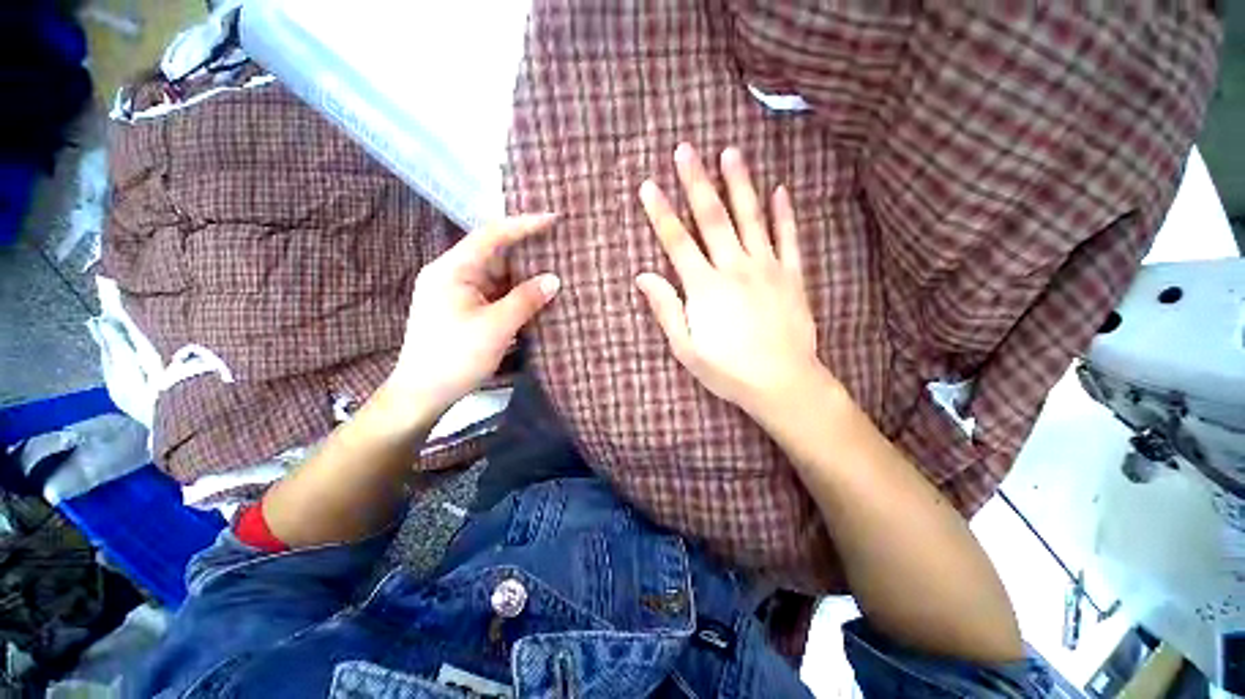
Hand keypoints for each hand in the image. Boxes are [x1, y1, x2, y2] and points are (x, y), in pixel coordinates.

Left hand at [387, 215, 560, 417]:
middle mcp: (452, 275)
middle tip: (558, 247)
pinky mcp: (463, 310)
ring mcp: (457, 293)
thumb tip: (554, 279)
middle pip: (494, 254)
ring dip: (523, 276)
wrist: (423, 394)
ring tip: (554, 270)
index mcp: (452, 270)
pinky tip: (536, 296)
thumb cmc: (456, 357)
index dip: (522, 225)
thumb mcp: (496, 327)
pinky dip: (515, 294)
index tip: (552, 220)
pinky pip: (494, 293)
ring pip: (496, 276)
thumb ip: (526, 299)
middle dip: (526, 252)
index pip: (490, 236)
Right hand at [636, 144, 822, 414]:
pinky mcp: (792, 276)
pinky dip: (785, 213)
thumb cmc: (728, 369)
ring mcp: (767, 268)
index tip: (648, 186)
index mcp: (705, 287)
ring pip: (751, 218)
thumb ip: (666, 308)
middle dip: (696, 182)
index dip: (660, 213)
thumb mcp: (686, 347)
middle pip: (712, 218)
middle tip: (686, 150)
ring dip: (739, 184)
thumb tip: (643, 277)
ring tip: (731, 152)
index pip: (676, 242)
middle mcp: (734, 268)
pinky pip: (789, 238)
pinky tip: (781, 190)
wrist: (782, 382)